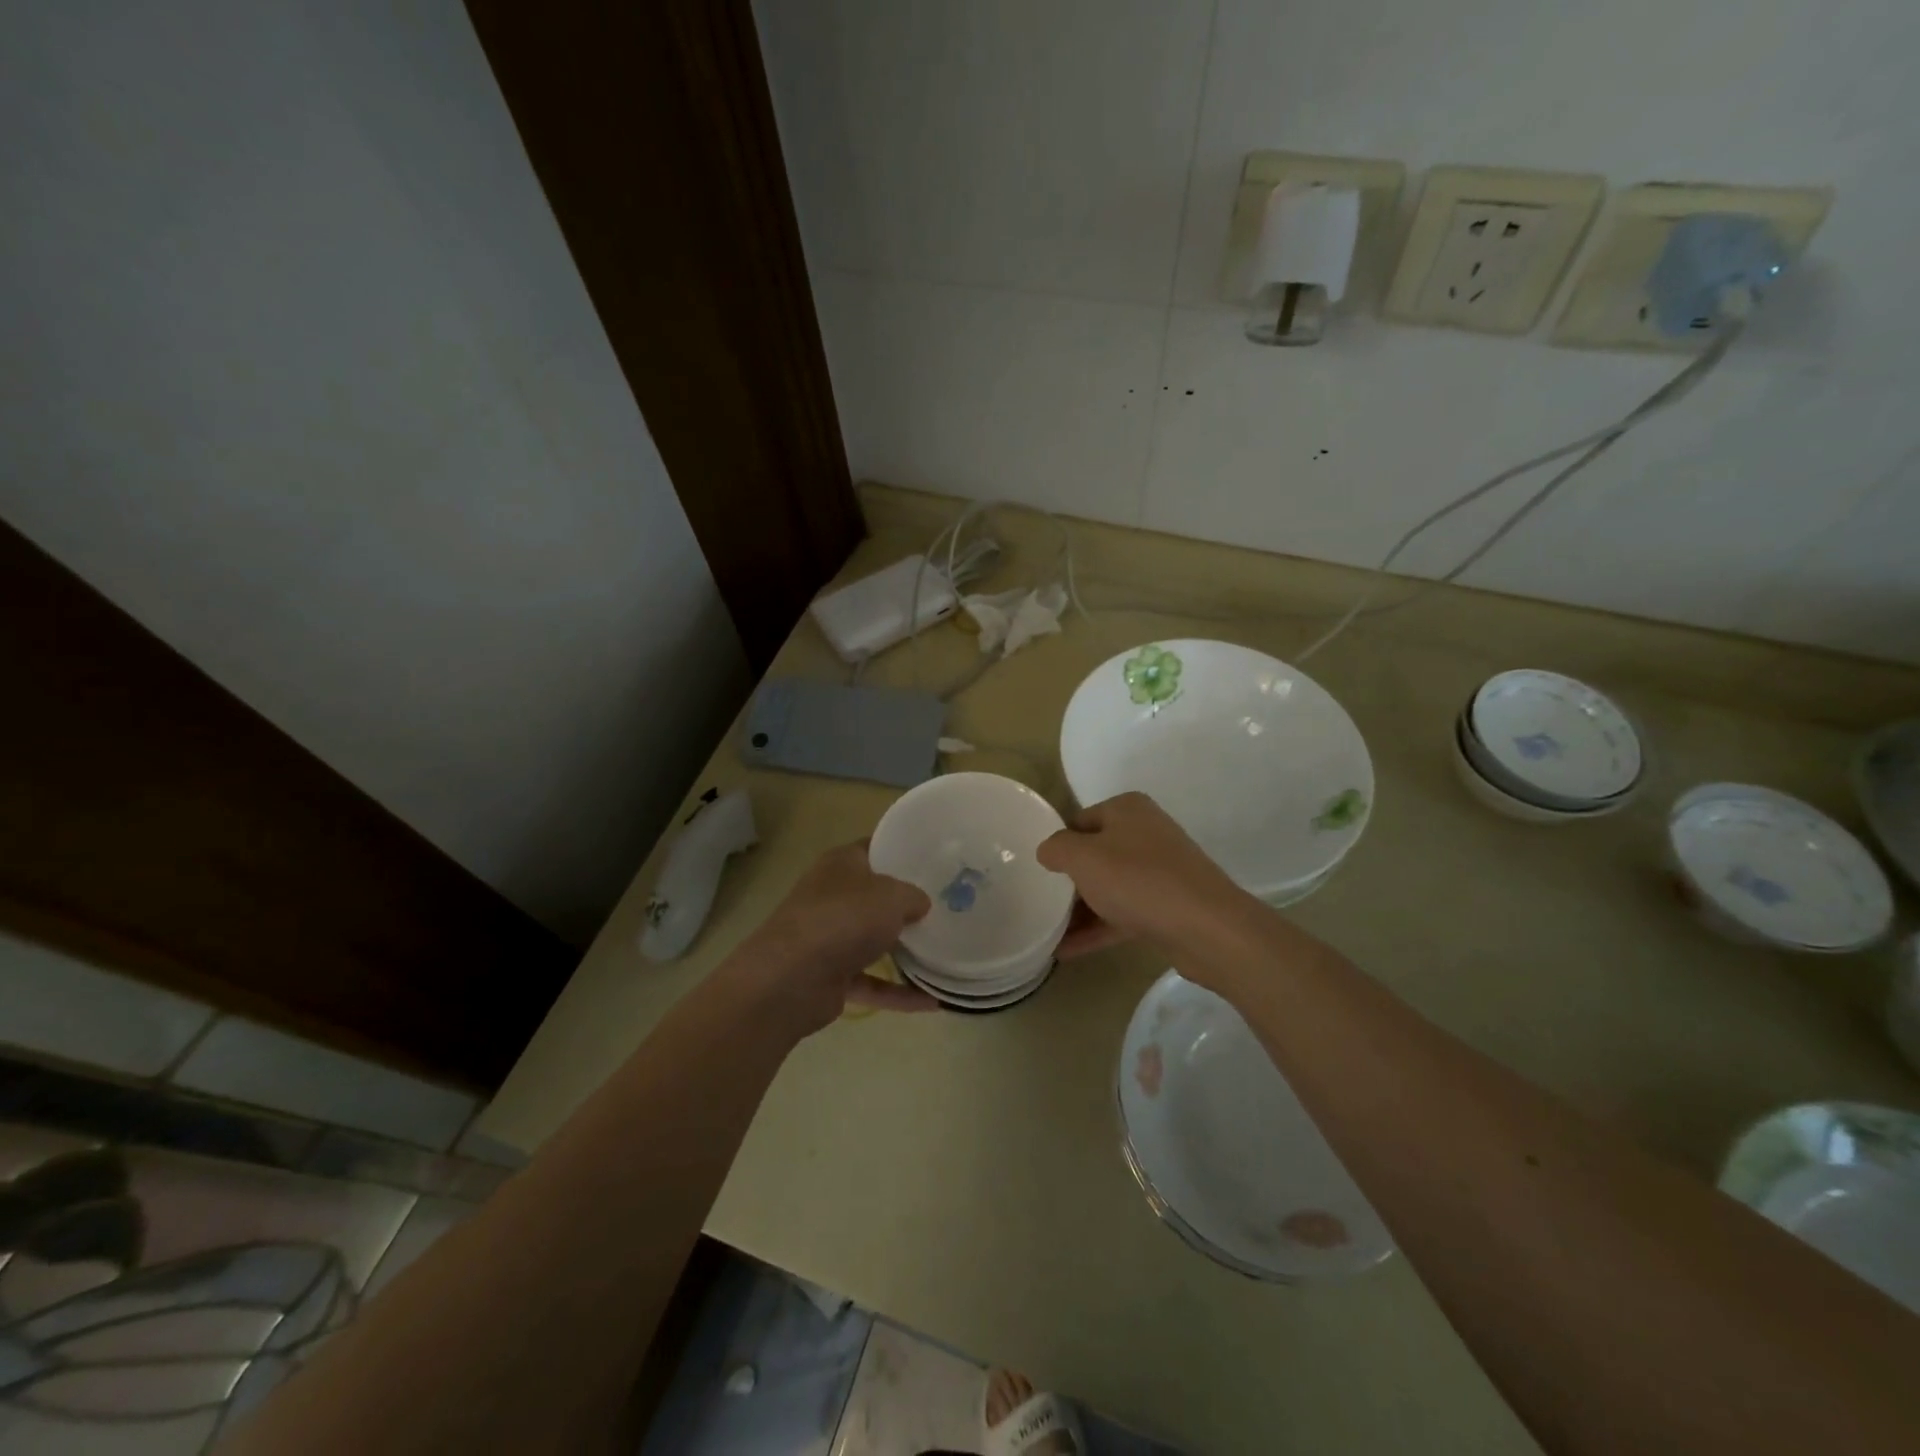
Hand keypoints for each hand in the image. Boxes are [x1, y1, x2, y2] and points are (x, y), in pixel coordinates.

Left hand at [724, 842, 936, 1035]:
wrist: (790, 980)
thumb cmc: (844, 919)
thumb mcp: (892, 896)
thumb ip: (913, 896)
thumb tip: (920, 904)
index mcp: (842, 864)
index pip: (876, 848)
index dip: (903, 851)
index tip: (936, 861)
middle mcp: (832, 896)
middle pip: (876, 896)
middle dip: (908, 904)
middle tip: (950, 907)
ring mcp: (829, 937)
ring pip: (873, 940)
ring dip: (905, 950)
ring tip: (946, 953)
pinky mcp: (830, 976)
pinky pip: (873, 982)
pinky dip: (899, 992)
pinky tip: (934, 1002)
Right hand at [1037, 792, 1249, 959]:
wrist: (1207, 927)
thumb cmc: (1138, 880)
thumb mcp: (1083, 857)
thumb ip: (1057, 848)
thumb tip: (1048, 851)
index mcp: (1127, 809)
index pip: (1079, 821)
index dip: (1058, 845)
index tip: (1039, 871)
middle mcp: (1146, 833)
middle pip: (1095, 854)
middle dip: (1069, 880)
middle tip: (1041, 902)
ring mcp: (1160, 870)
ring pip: (1110, 886)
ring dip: (1080, 909)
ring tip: (1047, 932)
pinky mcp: (1168, 905)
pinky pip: (1124, 913)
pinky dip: (1098, 929)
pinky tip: (1067, 951)